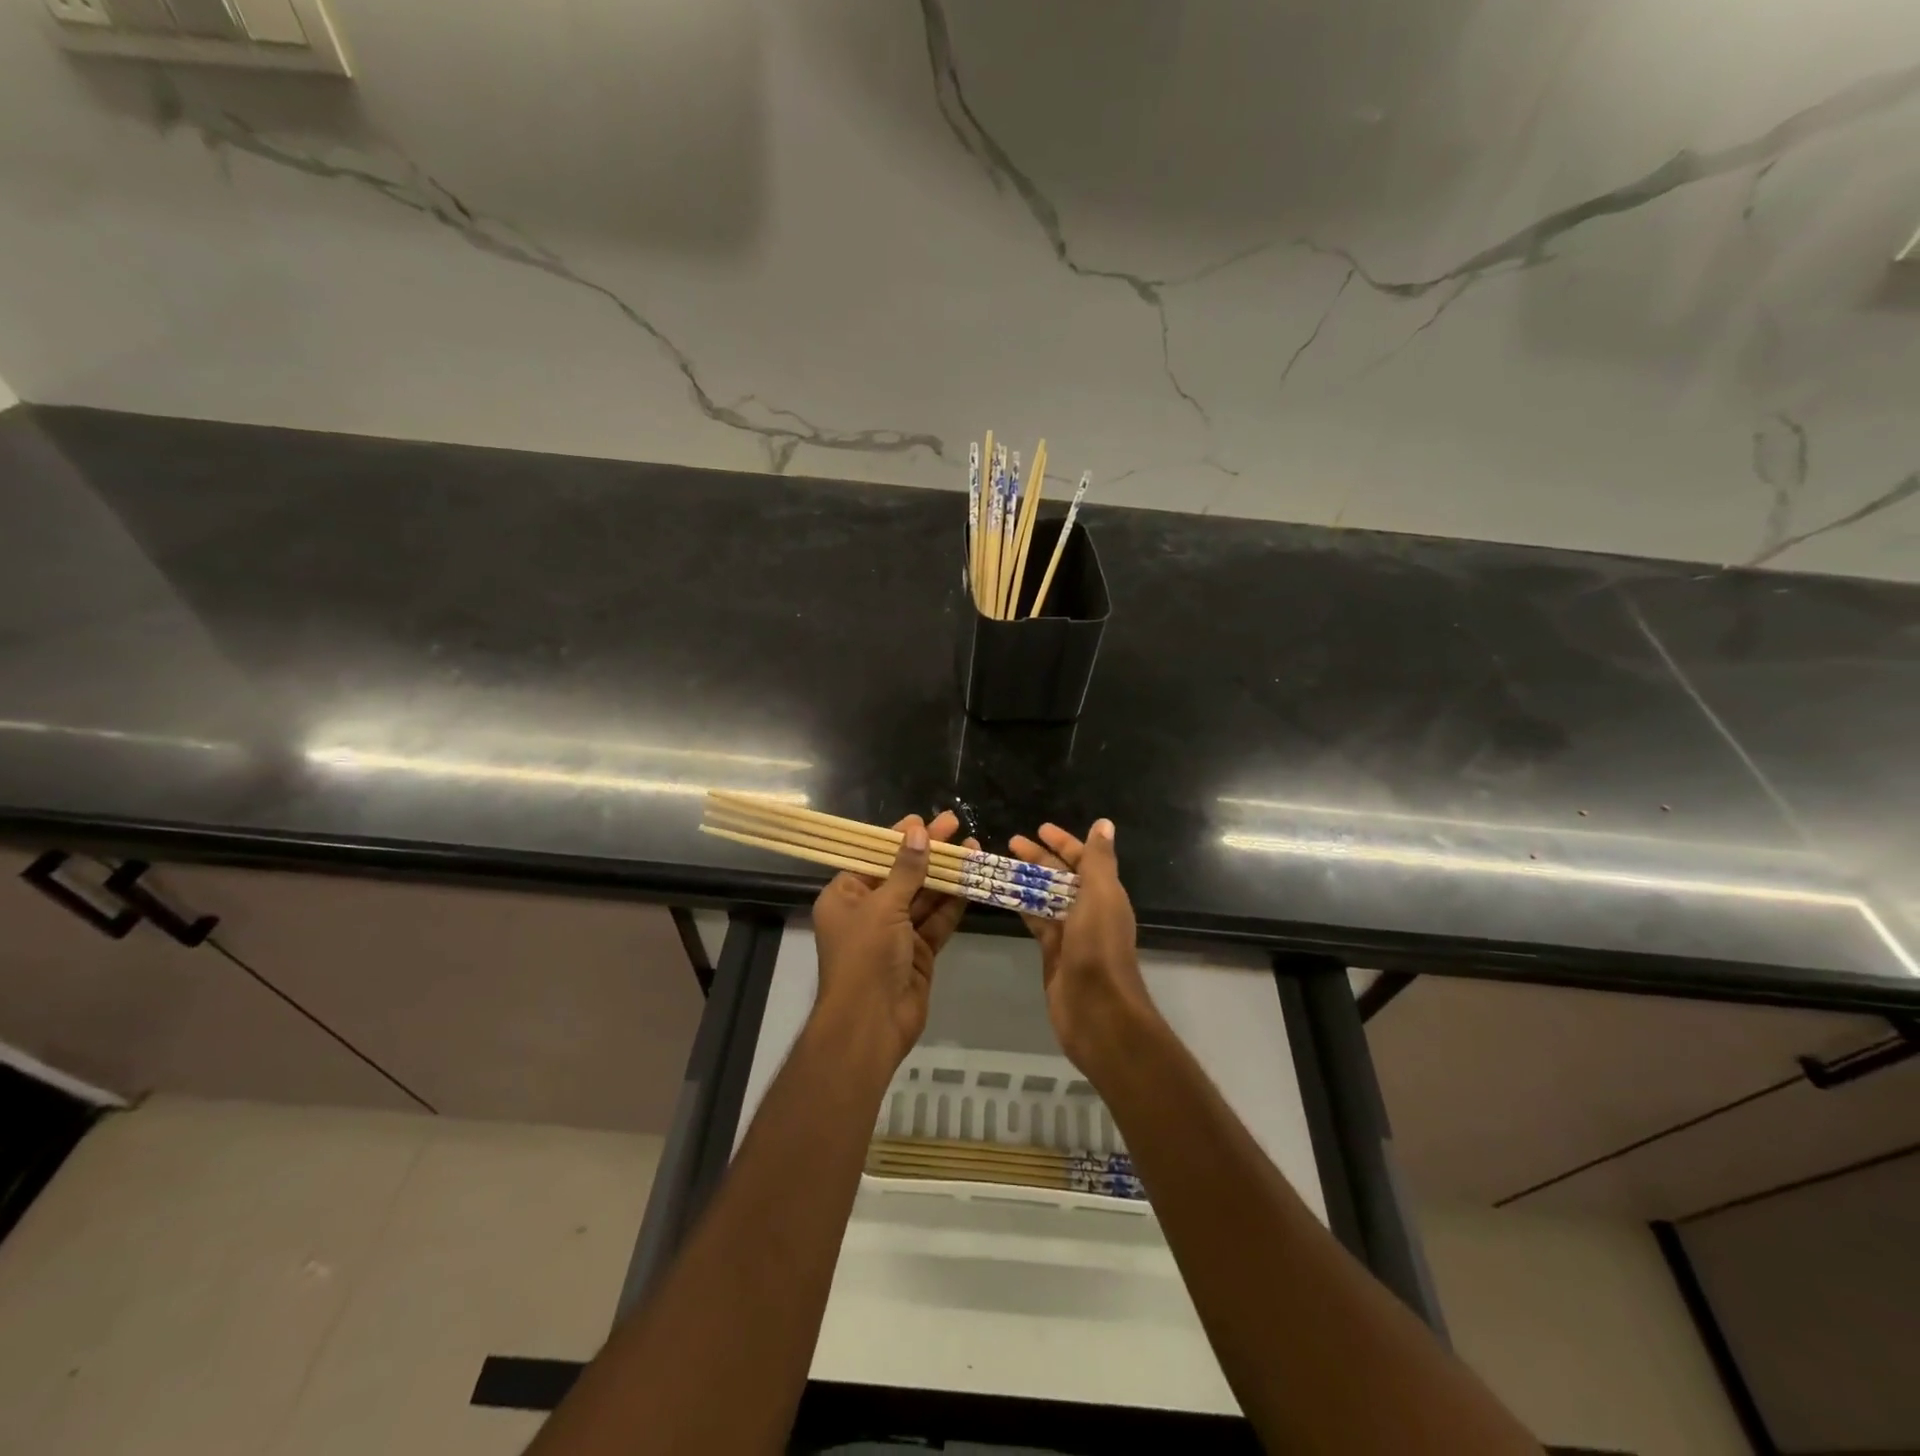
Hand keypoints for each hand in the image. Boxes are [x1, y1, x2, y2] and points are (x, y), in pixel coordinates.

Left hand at [811, 810, 973, 1068]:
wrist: (872, 1023)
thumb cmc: (866, 956)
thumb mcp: (884, 906)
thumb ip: (905, 869)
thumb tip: (918, 831)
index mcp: (845, 897)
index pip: (873, 857)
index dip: (899, 838)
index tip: (923, 820)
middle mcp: (868, 911)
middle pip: (902, 874)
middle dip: (929, 852)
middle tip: (956, 824)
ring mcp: (895, 933)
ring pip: (923, 896)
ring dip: (946, 875)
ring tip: (973, 847)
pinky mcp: (918, 952)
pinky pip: (936, 921)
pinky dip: (953, 903)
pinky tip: (972, 881)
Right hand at [1009, 819, 1158, 1080]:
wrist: (1097, 1010)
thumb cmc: (1099, 947)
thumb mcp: (1101, 896)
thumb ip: (1098, 860)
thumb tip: (1104, 823)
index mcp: (1105, 893)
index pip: (1084, 859)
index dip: (1063, 842)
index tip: (1039, 828)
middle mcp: (1089, 909)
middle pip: (1061, 876)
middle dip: (1039, 857)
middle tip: (1010, 842)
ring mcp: (1070, 932)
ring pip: (1046, 897)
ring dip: (1027, 880)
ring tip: (999, 865)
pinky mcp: (1052, 952)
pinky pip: (1036, 921)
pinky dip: (1022, 906)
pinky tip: (1004, 896)